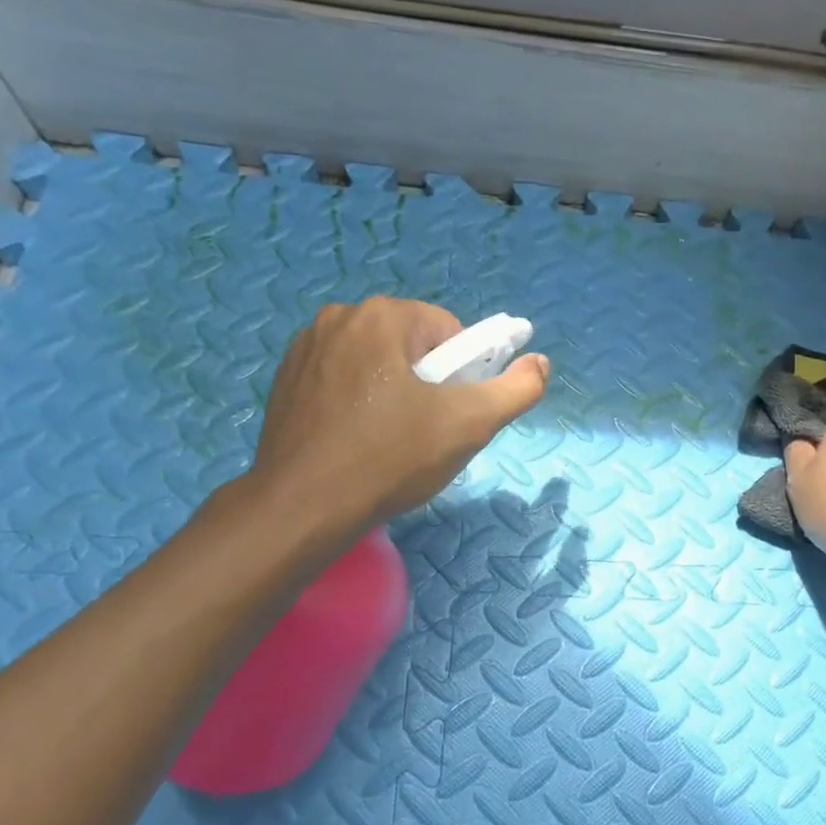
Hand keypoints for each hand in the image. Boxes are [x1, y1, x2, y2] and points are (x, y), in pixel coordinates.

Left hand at [244, 297, 548, 533]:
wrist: (302, 508)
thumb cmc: (390, 459)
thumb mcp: (469, 425)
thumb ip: (516, 389)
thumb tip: (540, 362)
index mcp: (382, 316)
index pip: (450, 332)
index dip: (464, 374)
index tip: (454, 414)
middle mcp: (339, 317)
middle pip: (412, 344)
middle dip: (429, 383)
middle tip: (426, 432)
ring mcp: (305, 347)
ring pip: (376, 362)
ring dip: (394, 392)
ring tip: (391, 440)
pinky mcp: (285, 379)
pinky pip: (343, 379)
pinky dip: (359, 402)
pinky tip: (358, 440)